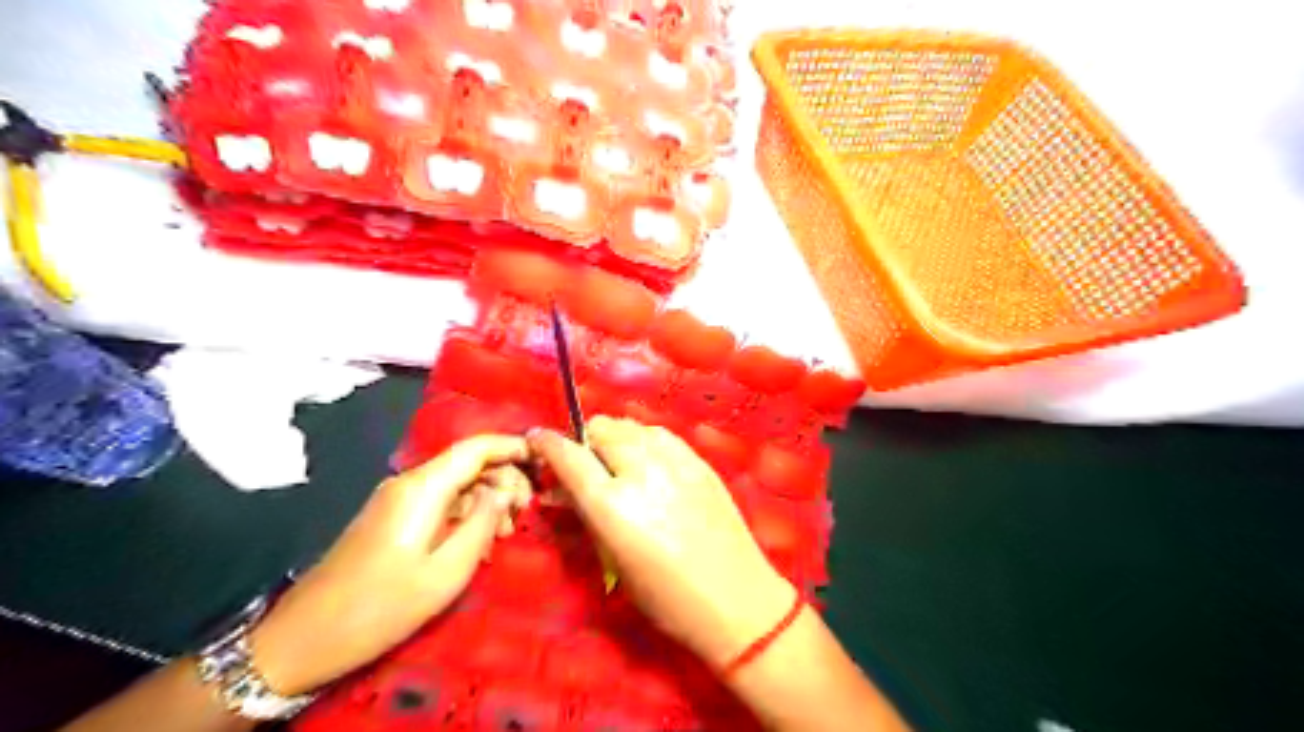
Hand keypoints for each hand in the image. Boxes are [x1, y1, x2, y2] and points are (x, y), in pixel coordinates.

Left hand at [242, 433, 527, 696]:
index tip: (544, 462)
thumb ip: (483, 522)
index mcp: (423, 488)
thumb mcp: (447, 570)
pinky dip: (466, 514)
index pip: (476, 447)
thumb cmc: (383, 606)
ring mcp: (397, 499)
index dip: (512, 447)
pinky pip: (440, 502)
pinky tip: (477, 543)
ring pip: (456, 483)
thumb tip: (505, 489)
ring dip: (486, 500)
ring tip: (505, 536)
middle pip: (468, 463)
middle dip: (504, 480)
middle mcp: (410, 483)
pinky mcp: (392, 518)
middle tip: (524, 516)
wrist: (305, 637)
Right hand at [526, 417, 795, 668]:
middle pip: (602, 430)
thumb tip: (558, 492)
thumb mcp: (614, 560)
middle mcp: (641, 471)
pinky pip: (661, 434)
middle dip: (584, 440)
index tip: (537, 439)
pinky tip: (646, 457)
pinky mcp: (699, 461)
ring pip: (631, 425)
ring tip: (615, 458)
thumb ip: (586, 517)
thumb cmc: (666, 597)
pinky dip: (644, 439)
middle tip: (583, 461)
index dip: (548, 444)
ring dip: (614, 436)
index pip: (569, 456)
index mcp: (612, 504)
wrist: (735, 599)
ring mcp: (674, 462)